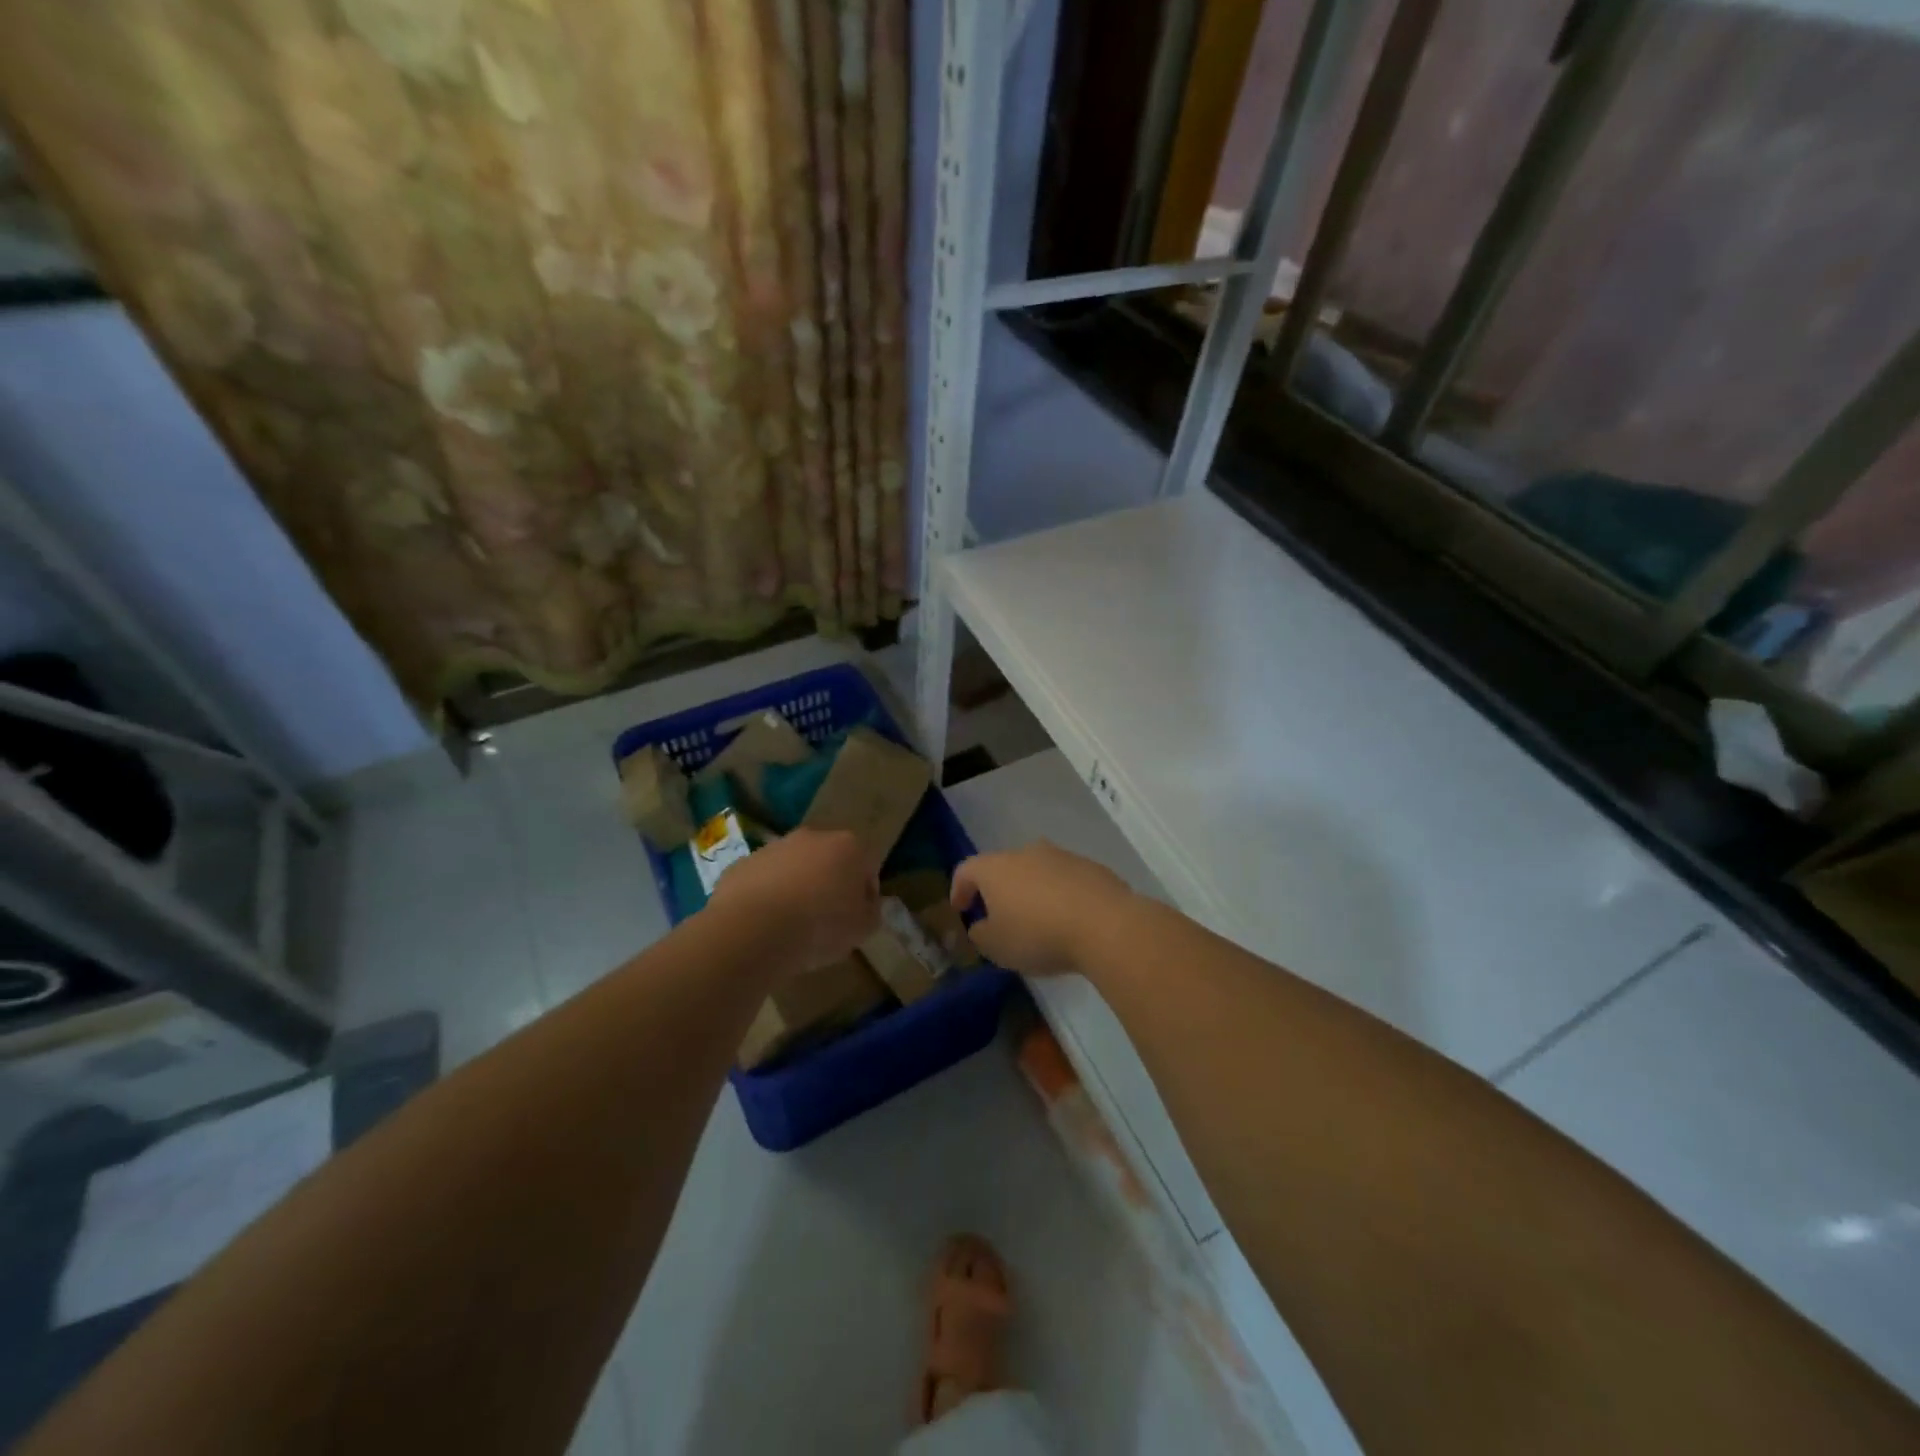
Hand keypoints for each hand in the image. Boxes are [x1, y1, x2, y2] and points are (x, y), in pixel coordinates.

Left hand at [708, 829, 878, 975]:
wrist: (753, 930)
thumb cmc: (820, 927)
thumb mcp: (862, 929)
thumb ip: (871, 912)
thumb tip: (865, 905)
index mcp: (848, 847)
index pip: (867, 866)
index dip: (865, 893)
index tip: (857, 918)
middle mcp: (813, 837)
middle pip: (828, 860)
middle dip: (829, 883)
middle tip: (825, 918)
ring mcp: (774, 847)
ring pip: (794, 867)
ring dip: (796, 887)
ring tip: (791, 924)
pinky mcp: (743, 863)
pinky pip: (763, 879)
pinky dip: (766, 895)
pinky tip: (764, 923)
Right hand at [950, 841, 1133, 975]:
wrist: (1105, 924)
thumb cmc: (1039, 934)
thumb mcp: (997, 947)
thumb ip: (981, 934)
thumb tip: (981, 925)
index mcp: (996, 868)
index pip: (966, 870)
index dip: (959, 889)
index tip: (961, 909)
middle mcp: (1026, 853)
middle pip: (1003, 867)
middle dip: (998, 890)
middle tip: (999, 916)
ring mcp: (1061, 856)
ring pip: (1037, 871)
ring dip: (1032, 891)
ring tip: (1037, 921)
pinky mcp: (1091, 867)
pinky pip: (1065, 880)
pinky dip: (1060, 895)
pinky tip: (1068, 921)